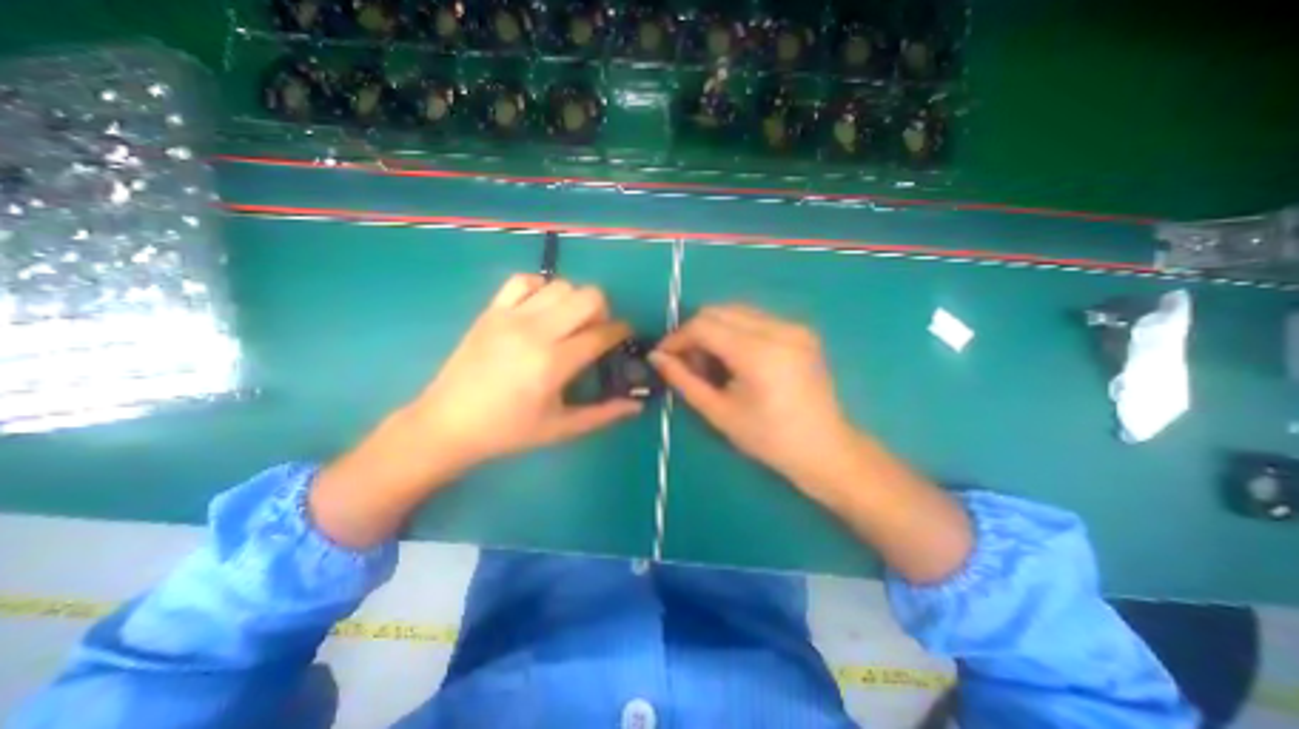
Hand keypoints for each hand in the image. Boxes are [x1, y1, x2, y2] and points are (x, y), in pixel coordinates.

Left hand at [314, 273, 636, 546]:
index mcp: (554, 363)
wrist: (447, 423)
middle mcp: (535, 331)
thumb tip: (637, 406)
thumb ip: (603, 414)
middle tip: (595, 331)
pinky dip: (541, 288)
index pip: (602, 333)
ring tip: (568, 322)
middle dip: (602, 311)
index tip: (624, 335)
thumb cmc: (508, 431)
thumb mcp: (561, 428)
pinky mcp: (491, 310)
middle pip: (588, 296)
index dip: (621, 331)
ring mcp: (510, 316)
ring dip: (574, 300)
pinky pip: (524, 280)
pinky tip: (540, 309)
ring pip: (561, 285)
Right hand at [656, 301, 860, 490]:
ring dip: (714, 331)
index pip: (704, 325)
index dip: (677, 337)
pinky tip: (735, 359)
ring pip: (736, 311)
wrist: (826, 449)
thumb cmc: (769, 440)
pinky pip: (755, 319)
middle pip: (719, 311)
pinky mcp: (801, 330)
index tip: (663, 356)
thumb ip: (684, 380)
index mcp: (759, 353)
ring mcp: (794, 326)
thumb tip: (656, 357)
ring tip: (711, 364)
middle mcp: (779, 329)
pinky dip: (735, 332)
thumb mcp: (719, 413)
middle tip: (688, 363)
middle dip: (694, 332)